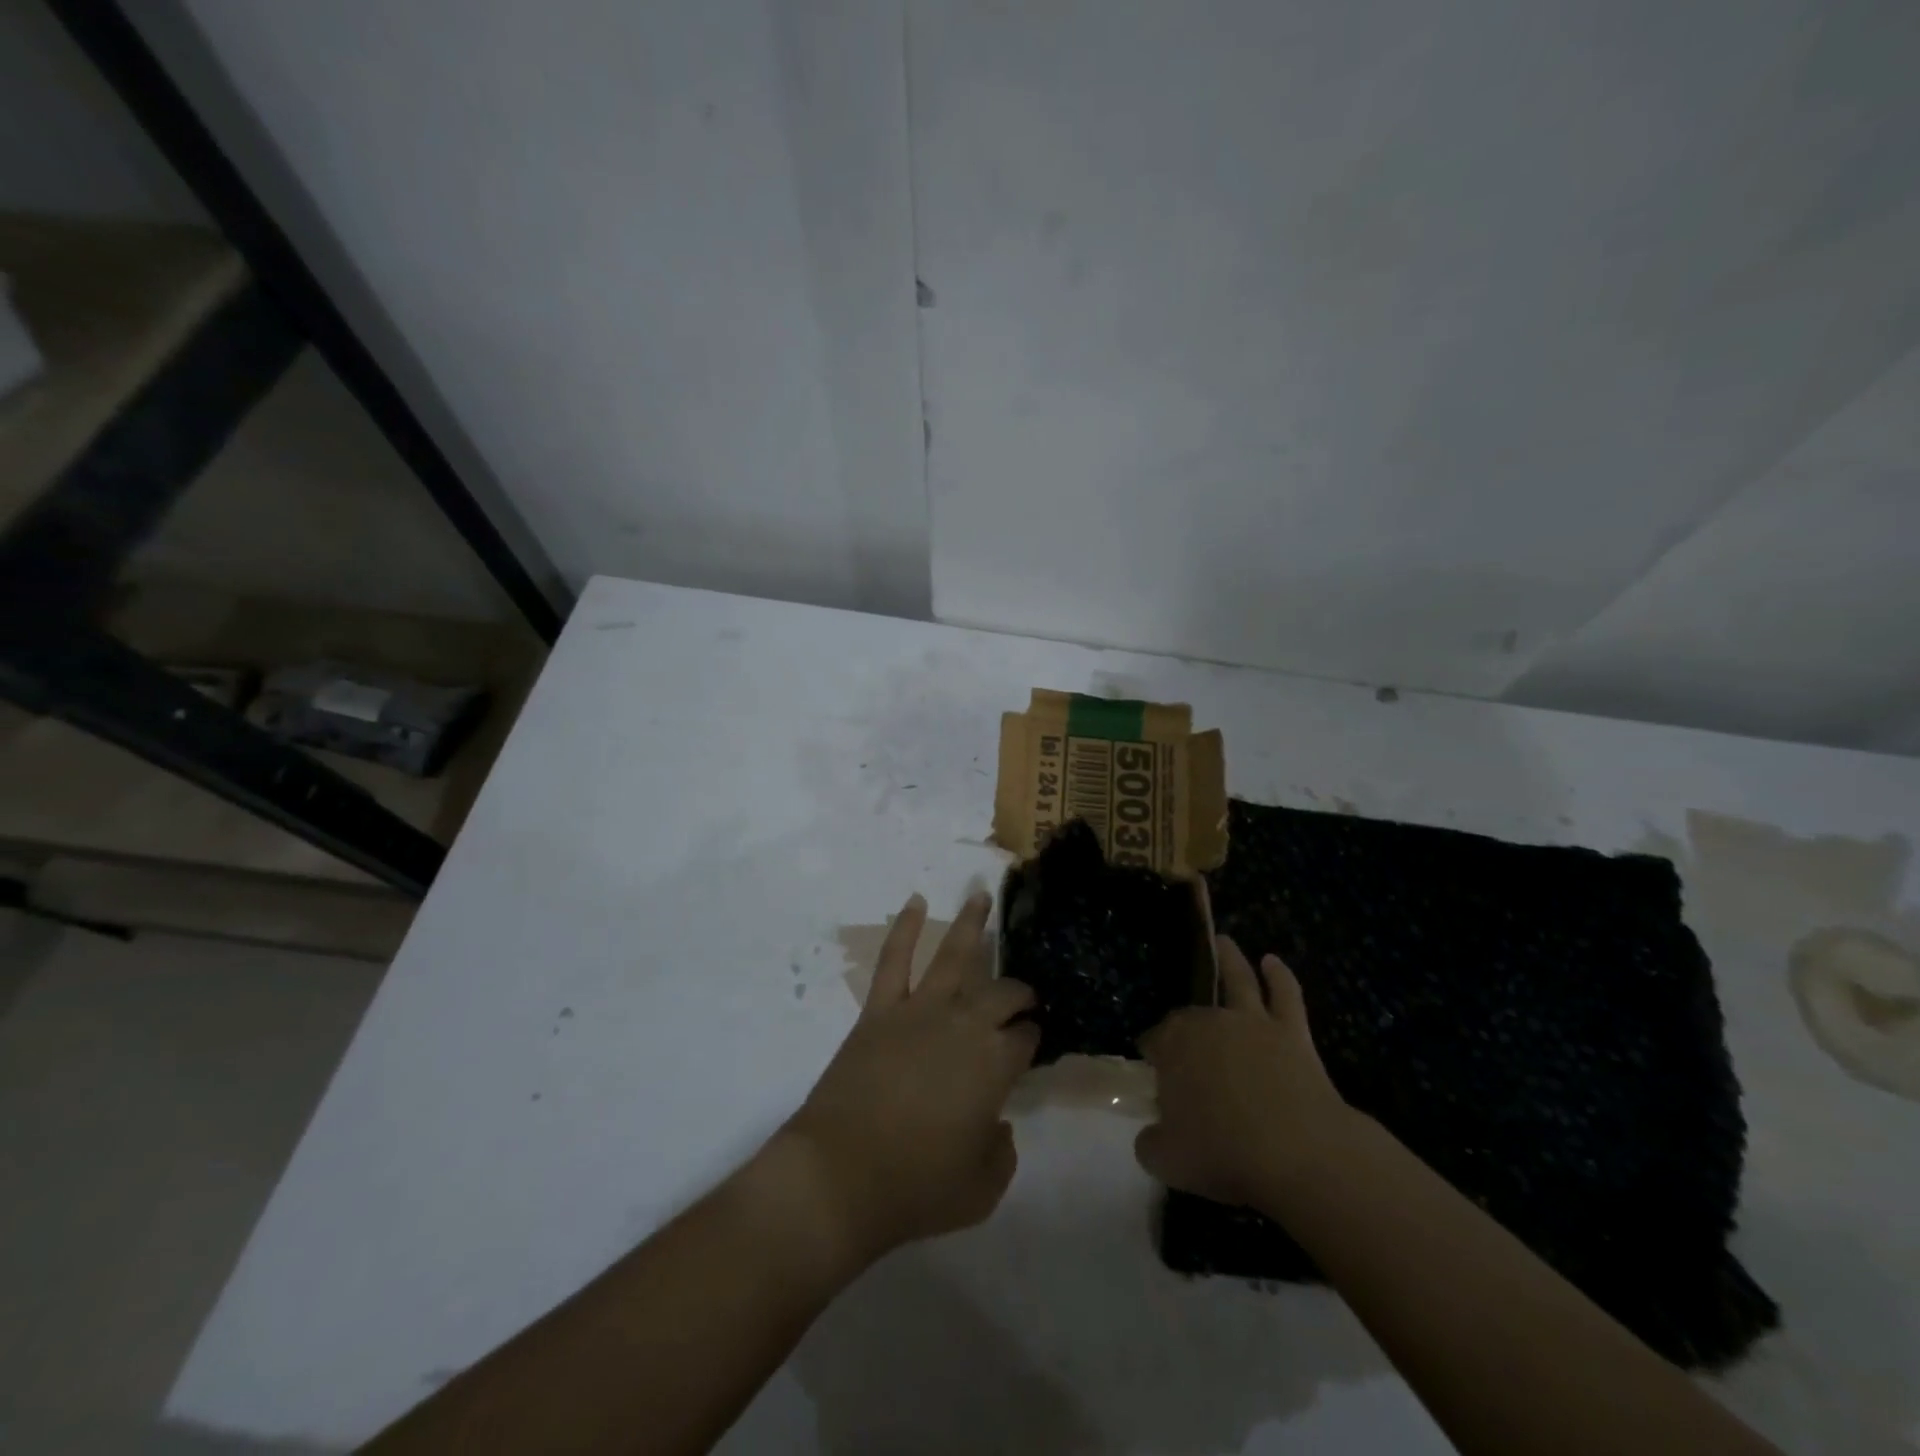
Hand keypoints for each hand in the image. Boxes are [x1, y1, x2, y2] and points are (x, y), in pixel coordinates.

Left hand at [780, 890, 1039, 1266]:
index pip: (1026, 1037)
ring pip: (953, 956)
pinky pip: (894, 960)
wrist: (839, 1177)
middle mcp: (965, 1025)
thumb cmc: (916, 1188)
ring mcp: (920, 1011)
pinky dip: (904, 928)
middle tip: (1024, 997)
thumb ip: (1002, 1151)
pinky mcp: (880, 1011)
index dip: (1033, 1036)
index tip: (1034, 1039)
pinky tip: (913, 901)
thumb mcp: (982, 1189)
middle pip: (1001, 993)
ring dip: (971, 923)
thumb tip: (998, 1122)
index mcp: (996, 1065)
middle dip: (1018, 992)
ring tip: (982, 894)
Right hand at [1135, 936, 1353, 1208]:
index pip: (1154, 1041)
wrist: (1300, 1155)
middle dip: (1183, 1025)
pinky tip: (1273, 961)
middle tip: (1184, 1046)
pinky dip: (1279, 976)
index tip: (1155, 1076)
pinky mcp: (1292, 1032)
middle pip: (1191, 1016)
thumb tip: (1154, 1134)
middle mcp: (1209, 1023)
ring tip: (1225, 941)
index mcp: (1174, 1046)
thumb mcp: (1167, 1159)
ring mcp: (1252, 1022)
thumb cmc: (1226, 1154)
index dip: (1153, 1056)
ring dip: (1230, 959)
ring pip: (1237, 980)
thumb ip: (1152, 1141)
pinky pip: (1285, 995)